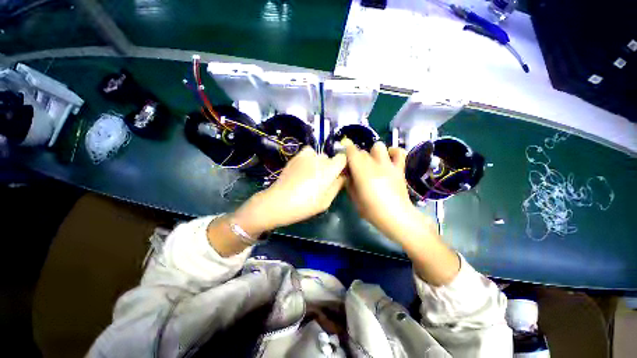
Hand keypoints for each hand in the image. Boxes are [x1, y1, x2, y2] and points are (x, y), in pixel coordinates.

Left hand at [234, 146, 346, 234]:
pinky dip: (310, 157)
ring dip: (319, 162)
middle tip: (323, 180)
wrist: (279, 202)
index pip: (342, 158)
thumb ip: (337, 186)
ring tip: (312, 174)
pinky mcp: (296, 157)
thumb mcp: (326, 201)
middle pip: (330, 158)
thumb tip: (342, 177)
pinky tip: (305, 167)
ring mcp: (306, 156)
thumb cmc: (305, 205)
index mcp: (329, 170)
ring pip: (319, 155)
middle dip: (330, 167)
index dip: (342, 165)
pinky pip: (308, 152)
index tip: (338, 175)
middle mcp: (319, 159)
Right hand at [343, 139, 459, 284]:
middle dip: (356, 156)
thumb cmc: (373, 211)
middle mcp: (375, 164)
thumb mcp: (354, 199)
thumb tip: (347, 174)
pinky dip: (392, 152)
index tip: (343, 151)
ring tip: (372, 162)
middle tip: (355, 166)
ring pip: (378, 147)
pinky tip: (388, 158)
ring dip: (372, 152)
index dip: (346, 148)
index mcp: (362, 172)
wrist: (397, 218)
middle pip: (362, 151)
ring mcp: (389, 165)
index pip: (352, 152)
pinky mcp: (399, 169)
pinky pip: (398, 152)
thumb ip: (349, 183)